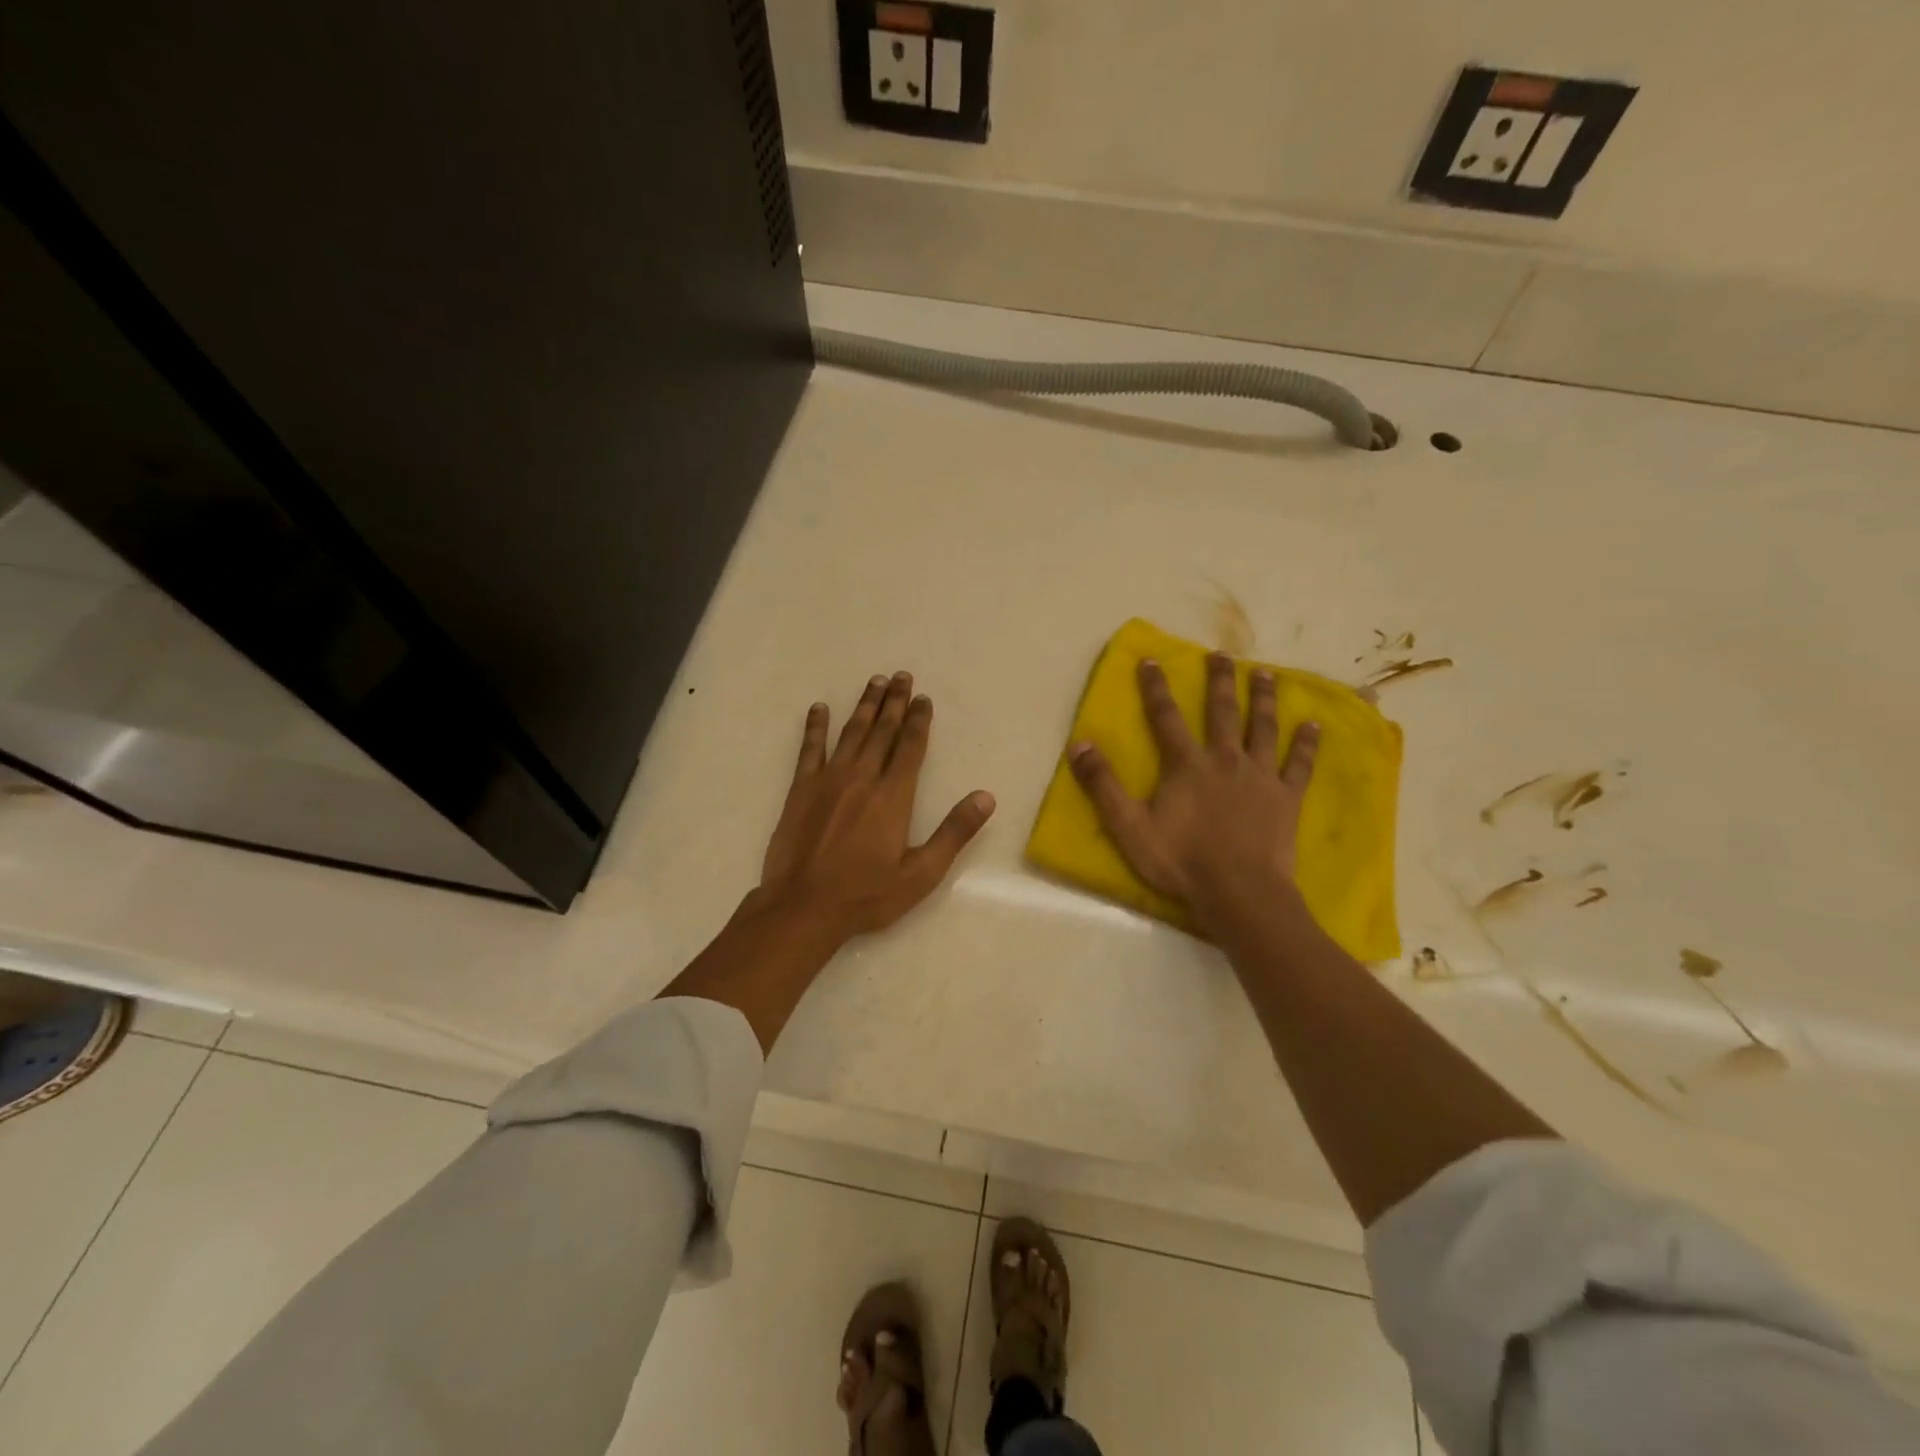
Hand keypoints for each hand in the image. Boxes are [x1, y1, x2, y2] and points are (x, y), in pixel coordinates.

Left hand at [758, 671, 995, 941]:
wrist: (803, 907)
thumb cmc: (866, 895)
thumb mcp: (921, 873)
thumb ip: (954, 833)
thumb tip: (986, 798)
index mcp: (893, 796)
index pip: (910, 747)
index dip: (918, 720)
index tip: (922, 698)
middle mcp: (862, 778)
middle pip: (882, 731)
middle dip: (894, 702)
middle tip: (901, 676)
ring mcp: (828, 780)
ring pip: (851, 733)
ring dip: (864, 706)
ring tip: (874, 682)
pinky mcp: (800, 789)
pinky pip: (809, 749)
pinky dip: (815, 727)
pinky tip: (819, 708)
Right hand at [1068, 653, 1318, 932]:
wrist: (1239, 892)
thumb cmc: (1181, 861)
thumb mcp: (1129, 826)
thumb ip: (1104, 785)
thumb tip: (1080, 744)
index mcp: (1186, 765)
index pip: (1166, 717)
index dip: (1156, 688)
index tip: (1151, 660)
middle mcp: (1225, 759)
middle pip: (1222, 711)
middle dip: (1220, 680)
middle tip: (1223, 654)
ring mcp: (1260, 776)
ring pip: (1263, 727)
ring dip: (1264, 698)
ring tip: (1266, 673)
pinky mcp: (1286, 797)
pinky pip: (1298, 764)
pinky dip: (1306, 744)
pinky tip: (1314, 725)